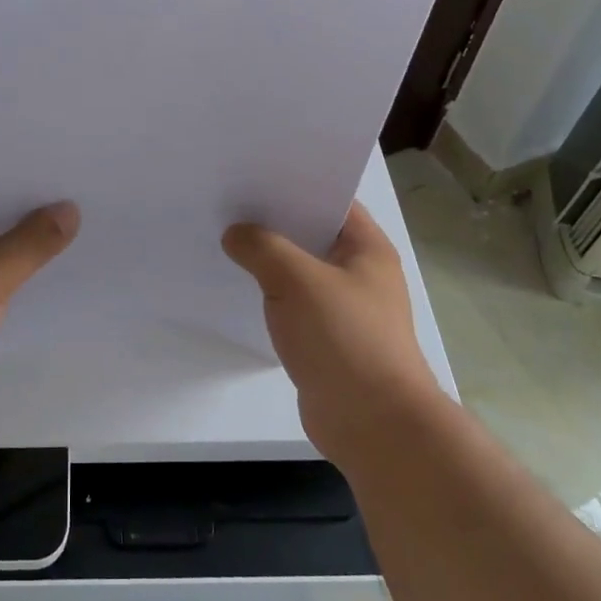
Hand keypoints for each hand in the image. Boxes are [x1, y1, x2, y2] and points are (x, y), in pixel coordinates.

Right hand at [223, 202, 442, 467]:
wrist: (373, 423)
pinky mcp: (329, 340)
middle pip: (312, 235)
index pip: (331, 200)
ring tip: (226, 241)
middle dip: (274, 222)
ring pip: (301, 272)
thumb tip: (236, 234)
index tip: (252, 176)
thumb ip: (261, 248)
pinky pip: (295, 305)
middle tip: (228, 205)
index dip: (294, 185)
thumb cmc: (344, 338)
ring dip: (269, 262)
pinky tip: (241, 289)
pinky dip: (272, 296)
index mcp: (367, 248)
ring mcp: (346, 308)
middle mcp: (361, 273)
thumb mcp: (296, 280)